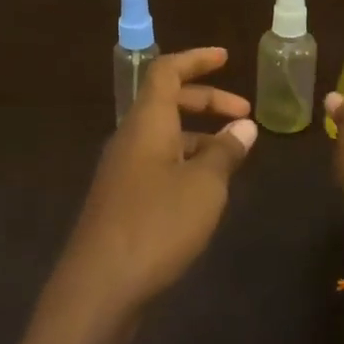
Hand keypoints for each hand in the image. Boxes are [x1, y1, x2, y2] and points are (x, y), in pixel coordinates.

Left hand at [54, 48, 257, 322]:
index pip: (167, 71)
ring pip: (164, 136)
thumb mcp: (204, 187)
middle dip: (207, 101)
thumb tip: (243, 128)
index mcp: (147, 123)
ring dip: (199, 135)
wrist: (99, 286)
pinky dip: (186, 162)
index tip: (226, 57)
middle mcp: (130, 138)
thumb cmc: (156, 225)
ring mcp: (122, 170)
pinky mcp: (122, 200)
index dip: (196, 60)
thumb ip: (225, 153)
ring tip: (235, 155)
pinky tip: (207, 190)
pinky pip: (158, 163)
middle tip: (245, 115)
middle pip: (167, 102)